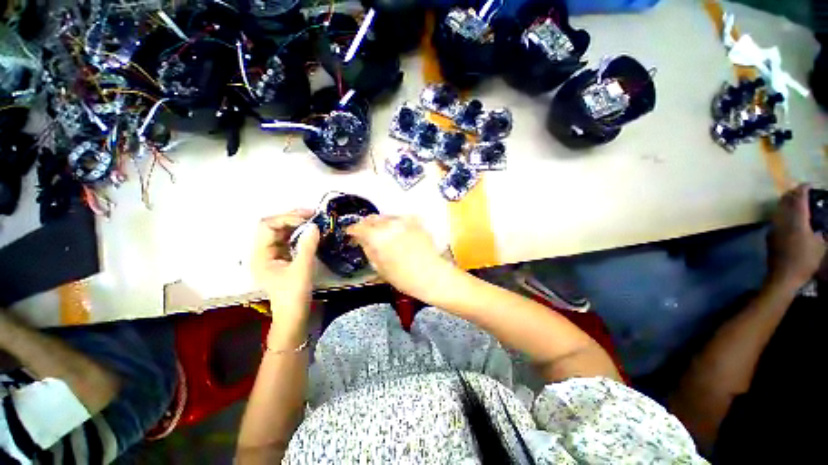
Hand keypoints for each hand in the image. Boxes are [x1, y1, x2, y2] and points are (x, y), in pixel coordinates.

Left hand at [252, 210, 319, 320]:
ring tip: (314, 219)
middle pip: (273, 226)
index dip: (286, 218)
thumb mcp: (302, 269)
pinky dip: (299, 233)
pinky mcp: (282, 258)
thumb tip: (314, 226)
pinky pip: (289, 240)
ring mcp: (272, 255)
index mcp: (259, 255)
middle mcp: (262, 252)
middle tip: (313, 214)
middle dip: (292, 217)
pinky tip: (311, 232)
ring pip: (281, 232)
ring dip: (297, 224)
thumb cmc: (294, 294)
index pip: (267, 226)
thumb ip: (307, 246)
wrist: (294, 314)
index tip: (307, 218)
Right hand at [347, 215, 452, 300]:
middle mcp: (389, 224)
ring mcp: (404, 221)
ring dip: (380, 223)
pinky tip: (397, 231)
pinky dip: (395, 223)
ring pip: (386, 217)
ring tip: (381, 233)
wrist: (432, 275)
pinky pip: (400, 218)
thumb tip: (362, 240)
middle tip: (365, 233)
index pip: (359, 227)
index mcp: (377, 237)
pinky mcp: (416, 222)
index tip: (351, 233)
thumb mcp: (380, 267)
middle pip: (372, 219)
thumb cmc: (403, 278)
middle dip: (366, 225)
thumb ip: (368, 249)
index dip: (353, 230)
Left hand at [767, 185, 826, 290]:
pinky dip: (782, 212)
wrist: (783, 276)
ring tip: (793, 200)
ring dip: (786, 202)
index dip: (803, 190)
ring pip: (779, 209)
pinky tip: (787, 215)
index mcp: (798, 221)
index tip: (808, 184)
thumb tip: (819, 227)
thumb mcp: (820, 246)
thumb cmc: (805, 261)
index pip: (799, 200)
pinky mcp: (770, 235)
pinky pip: (776, 218)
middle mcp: (783, 221)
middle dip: (792, 193)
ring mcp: (774, 228)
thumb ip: (820, 232)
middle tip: (800, 190)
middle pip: (786, 202)